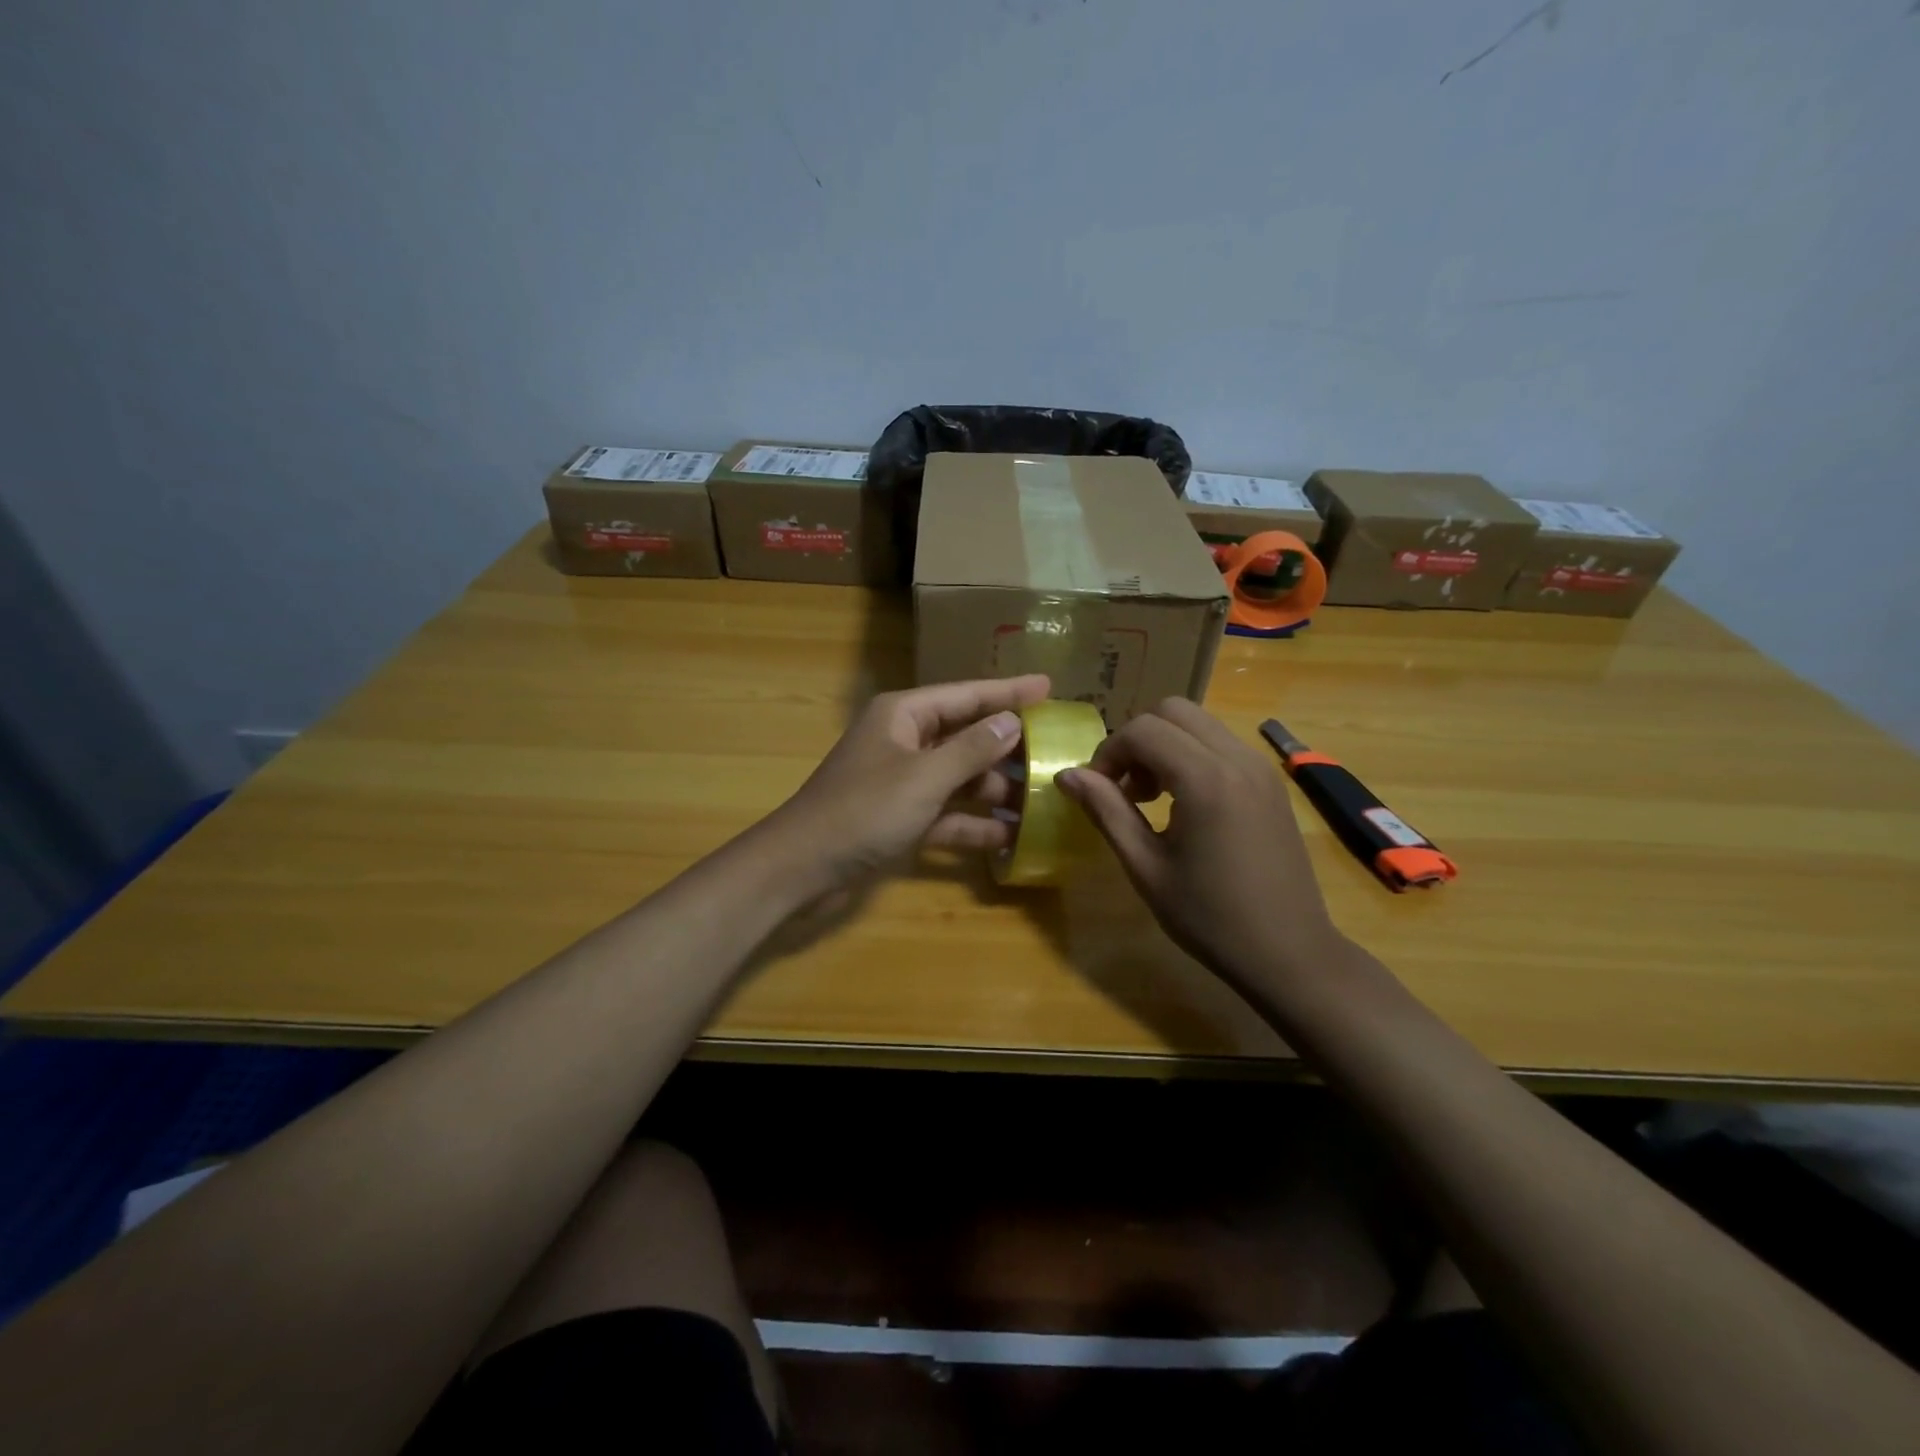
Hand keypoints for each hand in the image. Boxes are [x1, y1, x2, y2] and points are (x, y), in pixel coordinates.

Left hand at [761, 675, 1051, 894]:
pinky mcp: (901, 818)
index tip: (1050, 688)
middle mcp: (904, 741)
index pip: (967, 695)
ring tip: (1042, 800)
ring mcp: (902, 782)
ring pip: (959, 778)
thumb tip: (1011, 722)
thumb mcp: (923, 778)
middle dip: (1007, 747)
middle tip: (1055, 751)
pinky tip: (1009, 837)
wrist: (801, 868)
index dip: (1009, 692)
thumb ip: (971, 750)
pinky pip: (946, 814)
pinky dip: (973, 825)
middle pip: (966, 736)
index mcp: (904, 715)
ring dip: (994, 790)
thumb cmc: (863, 811)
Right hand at [1055, 697, 1341, 984]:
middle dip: (1137, 739)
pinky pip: (1221, 744)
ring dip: (1165, 745)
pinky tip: (1185, 803)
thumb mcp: (1146, 867)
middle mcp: (1238, 758)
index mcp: (1206, 779)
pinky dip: (1192, 755)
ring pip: (1199, 723)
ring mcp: (1260, 767)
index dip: (1109, 753)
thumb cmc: (1210, 917)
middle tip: (1125, 789)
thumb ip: (1106, 811)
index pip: (1143, 729)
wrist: (1289, 953)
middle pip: (1173, 711)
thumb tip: (1067, 775)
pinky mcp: (1271, 782)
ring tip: (1152, 798)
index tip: (1098, 792)